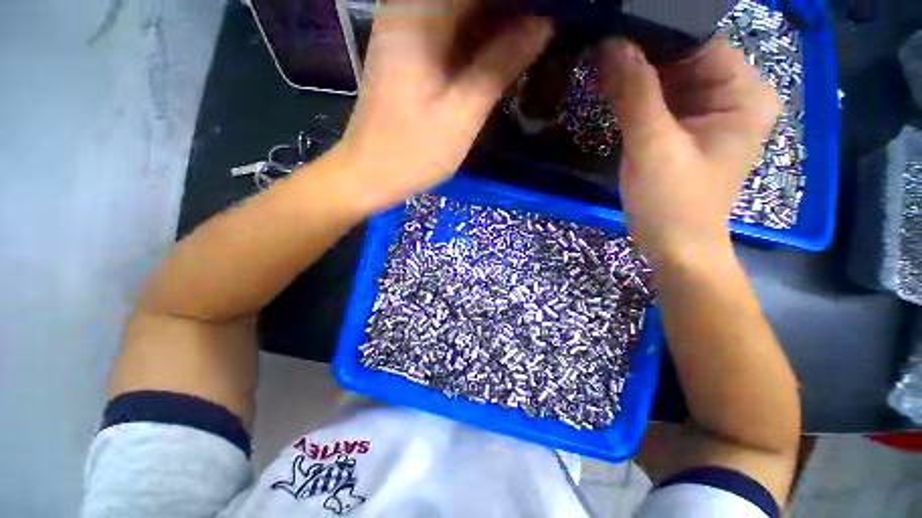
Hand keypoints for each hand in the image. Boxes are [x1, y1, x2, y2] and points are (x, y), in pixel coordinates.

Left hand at [336, 0, 552, 213]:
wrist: (370, 173)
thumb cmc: (412, 152)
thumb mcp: (462, 115)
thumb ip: (500, 65)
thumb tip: (543, 24)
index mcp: (419, 14)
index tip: (550, 12)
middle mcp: (410, 8)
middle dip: (512, 9)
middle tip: (547, 27)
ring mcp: (409, 28)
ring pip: (465, 10)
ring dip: (500, 21)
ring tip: (535, 37)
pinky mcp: (412, 51)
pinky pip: (455, 30)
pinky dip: (482, 39)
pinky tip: (507, 50)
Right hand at [598, 39, 779, 261]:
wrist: (674, 247)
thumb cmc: (672, 202)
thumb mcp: (652, 146)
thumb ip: (635, 94)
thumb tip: (610, 44)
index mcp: (743, 93)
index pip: (698, 42)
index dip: (654, 36)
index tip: (612, 35)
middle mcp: (732, 96)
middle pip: (682, 59)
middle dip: (641, 58)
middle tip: (598, 52)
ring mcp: (708, 113)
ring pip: (668, 80)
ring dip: (634, 78)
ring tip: (597, 69)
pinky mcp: (686, 130)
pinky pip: (660, 102)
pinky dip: (635, 98)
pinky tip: (610, 93)